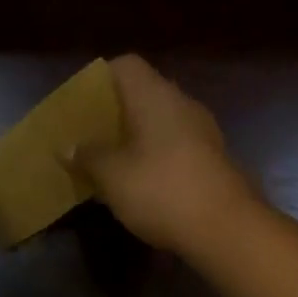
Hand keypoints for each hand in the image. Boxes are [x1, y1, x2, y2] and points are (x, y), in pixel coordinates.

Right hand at [72, 55, 257, 255]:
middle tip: (87, 130)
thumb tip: (67, 147)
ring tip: (107, 156)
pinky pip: (174, 143)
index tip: (80, 101)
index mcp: (155, 95)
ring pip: (159, 119)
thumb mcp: (112, 175)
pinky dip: (153, 153)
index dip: (100, 77)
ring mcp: (202, 131)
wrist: (230, 231)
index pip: (126, 65)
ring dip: (134, 134)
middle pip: (142, 92)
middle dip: (113, 110)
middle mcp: (181, 103)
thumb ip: (87, 156)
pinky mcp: (213, 159)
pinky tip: (136, 178)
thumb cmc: (162, 190)